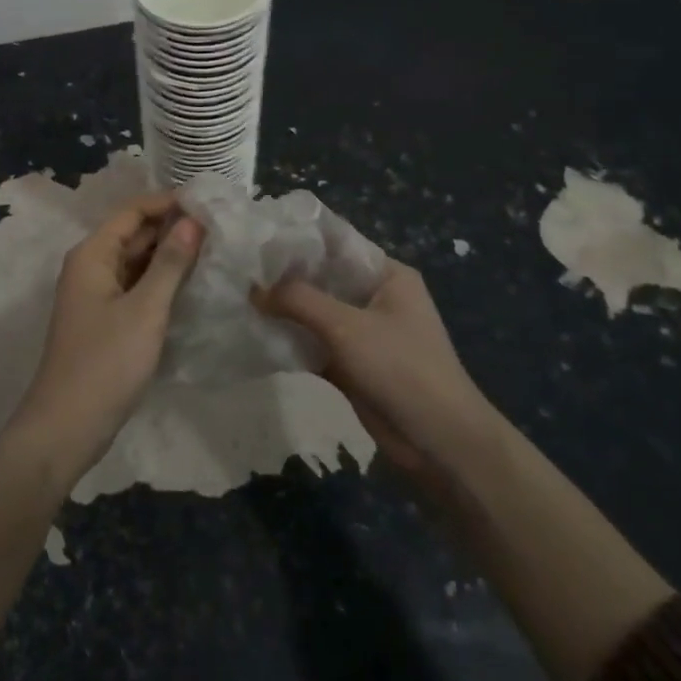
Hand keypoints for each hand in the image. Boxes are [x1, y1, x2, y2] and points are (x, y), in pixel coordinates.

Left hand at [16, 194, 204, 473]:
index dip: (169, 203)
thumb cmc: (106, 362)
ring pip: (138, 261)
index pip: (133, 211)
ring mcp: (98, 294)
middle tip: (221, 228)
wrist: (67, 426)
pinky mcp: (107, 319)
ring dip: (170, 255)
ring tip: (215, 251)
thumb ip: (170, 263)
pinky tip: (193, 285)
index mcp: (92, 254)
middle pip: (135, 234)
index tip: (210, 204)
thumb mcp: (145, 309)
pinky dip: (162, 281)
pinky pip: (137, 286)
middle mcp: (91, 266)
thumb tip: (193, 220)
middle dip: (173, 228)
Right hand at [257, 261, 489, 481]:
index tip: (258, 238)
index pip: (337, 244)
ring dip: (285, 311)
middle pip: (323, 279)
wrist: (439, 441)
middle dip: (285, 278)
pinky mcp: (352, 365)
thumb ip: (298, 300)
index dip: (299, 241)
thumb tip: (253, 288)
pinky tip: (257, 335)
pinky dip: (292, 341)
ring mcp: (364, 333)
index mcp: (387, 275)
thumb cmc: (401, 367)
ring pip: (316, 313)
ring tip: (241, 298)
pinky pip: (315, 344)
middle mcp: (375, 298)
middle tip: (241, 269)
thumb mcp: (346, 326)